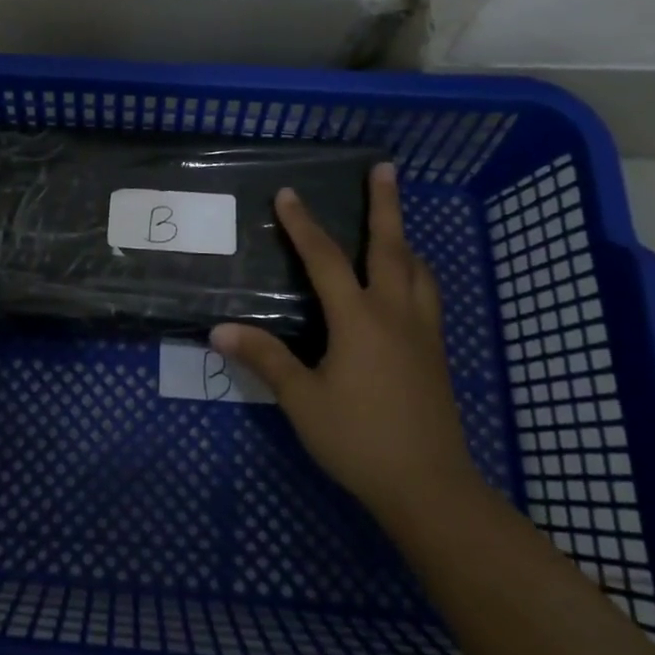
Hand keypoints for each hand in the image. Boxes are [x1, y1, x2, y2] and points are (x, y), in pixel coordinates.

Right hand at [212, 163, 478, 526]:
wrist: (430, 487)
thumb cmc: (359, 440)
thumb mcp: (303, 401)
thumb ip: (264, 360)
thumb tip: (219, 330)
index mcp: (359, 319)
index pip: (326, 259)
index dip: (303, 225)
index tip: (288, 194)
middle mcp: (395, 313)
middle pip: (391, 246)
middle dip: (385, 204)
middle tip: (385, 167)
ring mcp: (422, 332)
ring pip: (417, 269)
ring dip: (403, 238)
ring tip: (393, 223)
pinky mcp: (435, 353)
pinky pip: (426, 294)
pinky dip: (415, 271)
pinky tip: (406, 283)